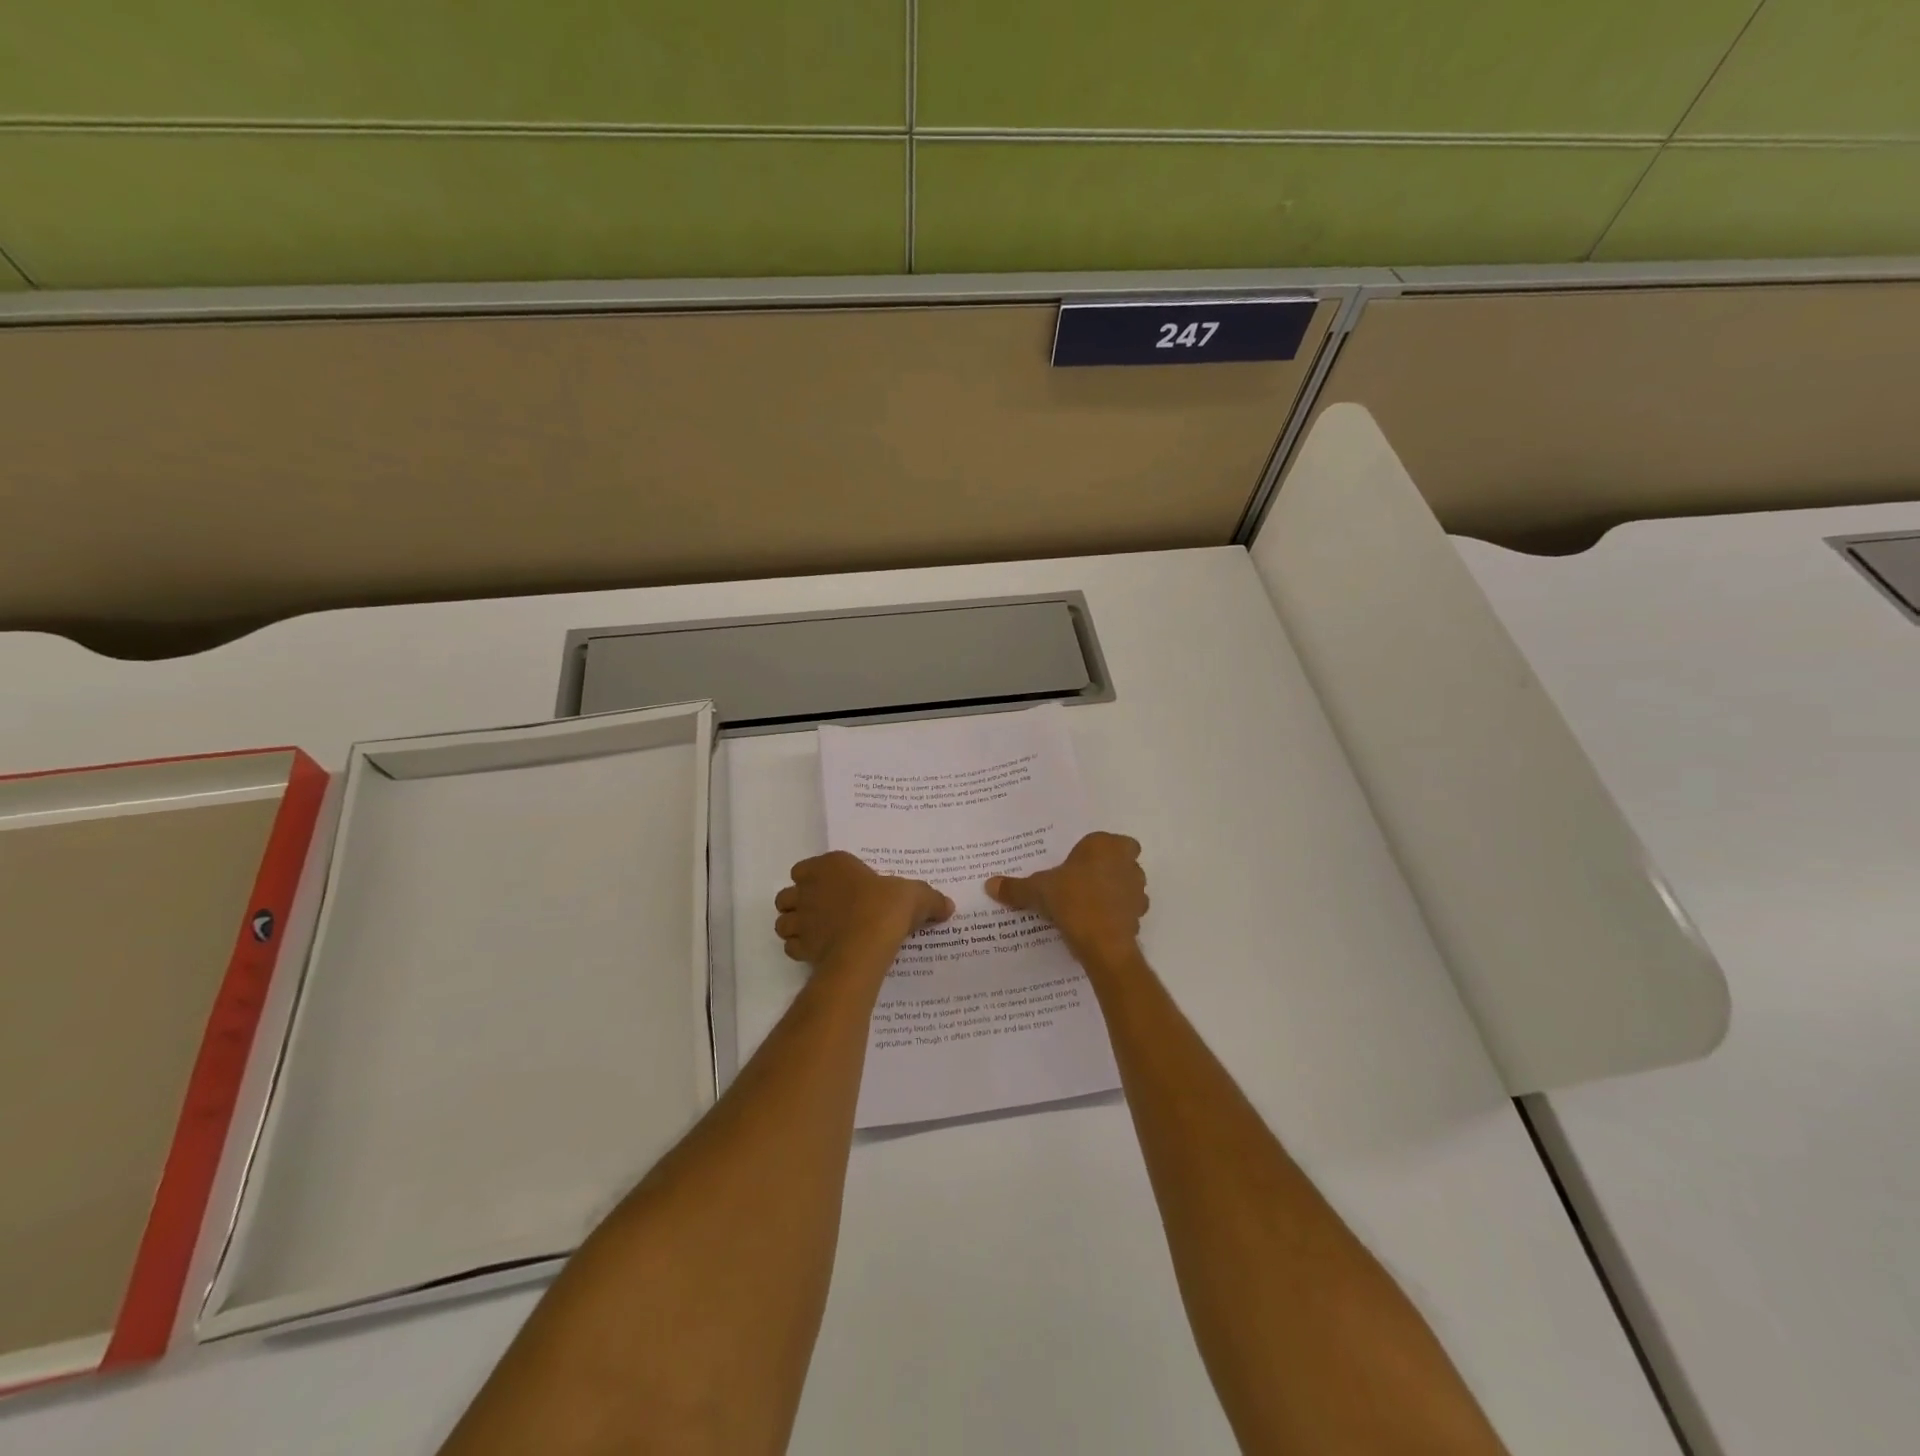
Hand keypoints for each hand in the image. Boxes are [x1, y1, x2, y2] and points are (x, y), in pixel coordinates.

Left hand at [774, 851, 953, 975]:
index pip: (806, 868)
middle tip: (821, 912)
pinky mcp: (802, 947)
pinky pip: (791, 947)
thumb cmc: (887, 906)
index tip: (832, 889)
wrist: (868, 941)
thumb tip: (948, 905)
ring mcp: (803, 919)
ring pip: (783, 921)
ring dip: (794, 926)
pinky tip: (817, 952)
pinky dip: (800, 950)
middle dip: (798, 903)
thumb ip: (929, 899)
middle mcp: (809, 889)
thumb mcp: (916, 895)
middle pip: (788, 895)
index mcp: (831, 866)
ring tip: (814, 933)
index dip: (814, 879)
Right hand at [986, 832, 1147, 967]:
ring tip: (1086, 906)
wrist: (1102, 942)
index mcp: (1105, 845)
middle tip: (1080, 883)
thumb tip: (990, 884)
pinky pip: (1126, 911)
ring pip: (1126, 886)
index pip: (1106, 840)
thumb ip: (1016, 887)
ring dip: (1112, 893)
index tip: (1076, 864)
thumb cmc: (1071, 900)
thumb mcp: (1037, 891)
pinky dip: (1114, 916)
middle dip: (1105, 870)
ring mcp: (1137, 890)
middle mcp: (1127, 863)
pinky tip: (1094, 925)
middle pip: (1120, 861)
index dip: (1093, 852)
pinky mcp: (1139, 916)